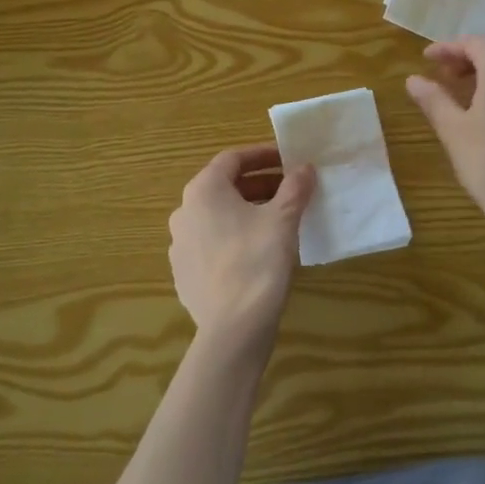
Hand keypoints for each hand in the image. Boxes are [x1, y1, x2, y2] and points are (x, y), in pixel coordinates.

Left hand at [167, 145, 315, 348]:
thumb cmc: (258, 262)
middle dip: (258, 185)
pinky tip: (256, 252)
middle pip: (223, 187)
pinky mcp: (184, 273)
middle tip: (289, 191)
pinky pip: (211, 244)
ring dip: (246, 211)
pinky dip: (233, 237)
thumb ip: (294, 188)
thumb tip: (304, 168)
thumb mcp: (283, 220)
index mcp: (203, 190)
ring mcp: (180, 244)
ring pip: (216, 216)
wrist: (233, 328)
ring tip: (277, 221)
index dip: (262, 155)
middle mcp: (183, 211)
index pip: (232, 159)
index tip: (288, 160)